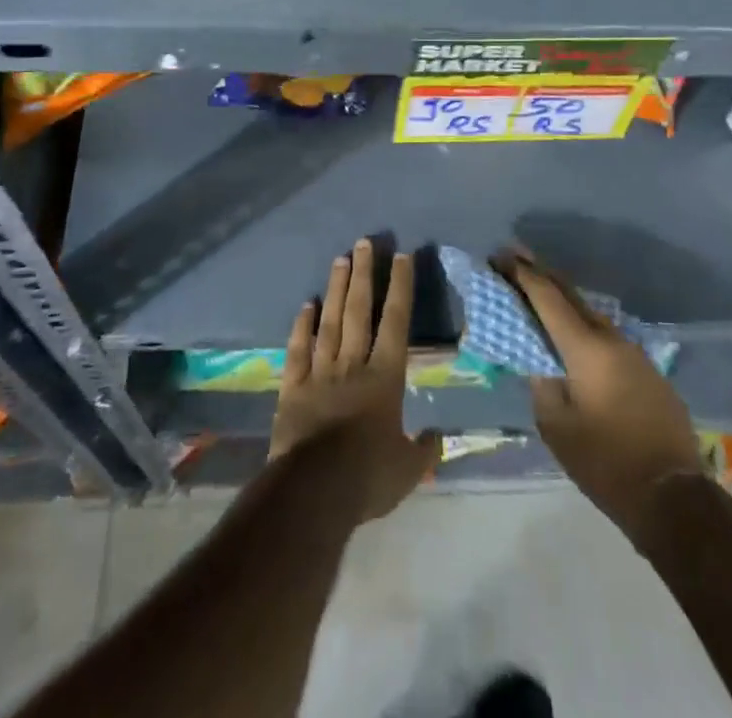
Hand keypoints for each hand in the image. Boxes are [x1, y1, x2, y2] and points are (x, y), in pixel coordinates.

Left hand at [271, 240, 441, 521]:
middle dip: (364, 274)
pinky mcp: (293, 386)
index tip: (402, 256)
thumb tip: (438, 436)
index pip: (396, 322)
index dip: (400, 288)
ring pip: (329, 321)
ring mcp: (320, 371)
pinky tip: (306, 304)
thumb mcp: (408, 470)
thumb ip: (425, 450)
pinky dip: (301, 325)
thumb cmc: (368, 477)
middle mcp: (353, 364)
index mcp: (385, 378)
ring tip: (340, 259)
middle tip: (364, 242)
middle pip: (359, 310)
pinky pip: (298, 349)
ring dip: (336, 289)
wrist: (314, 491)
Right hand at [501, 251, 701, 530]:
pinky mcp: (649, 373)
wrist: (674, 499)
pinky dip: (583, 328)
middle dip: (541, 275)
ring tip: (539, 296)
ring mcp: (635, 354)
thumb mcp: (556, 426)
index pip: (547, 297)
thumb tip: (541, 363)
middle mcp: (612, 339)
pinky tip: (573, 338)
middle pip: (571, 295)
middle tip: (515, 258)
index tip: (499, 255)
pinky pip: (608, 338)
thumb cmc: (606, 462)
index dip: (522, 274)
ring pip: (591, 316)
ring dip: (564, 302)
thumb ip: (541, 383)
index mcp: (586, 347)